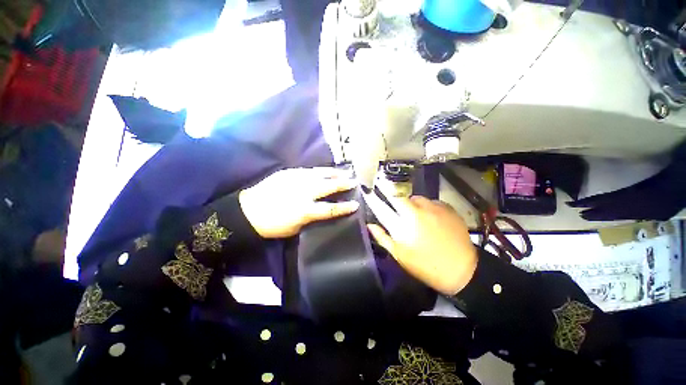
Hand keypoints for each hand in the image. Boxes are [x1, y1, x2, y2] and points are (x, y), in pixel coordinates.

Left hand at [239, 168, 359, 237]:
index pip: (331, 209)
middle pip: (329, 186)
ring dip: (334, 173)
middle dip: (343, 184)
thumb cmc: (273, 225)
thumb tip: (322, 211)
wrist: (248, 211)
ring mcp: (296, 180)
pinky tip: (325, 170)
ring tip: (344, 171)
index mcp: (306, 210)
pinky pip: (308, 170)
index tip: (356, 204)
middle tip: (353, 181)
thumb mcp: (296, 228)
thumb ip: (312, 217)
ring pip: (320, 174)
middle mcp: (304, 192)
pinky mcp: (289, 173)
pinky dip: (319, 171)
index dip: (345, 207)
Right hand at [367, 196, 477, 295]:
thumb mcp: (400, 255)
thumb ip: (382, 238)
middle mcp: (415, 212)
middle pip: (397, 195)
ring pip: (415, 197)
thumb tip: (369, 225)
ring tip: (414, 214)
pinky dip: (426, 206)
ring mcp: (432, 208)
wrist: (462, 269)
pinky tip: (430, 217)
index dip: (372, 197)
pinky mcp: (446, 207)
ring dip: (410, 203)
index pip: (381, 207)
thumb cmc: (425, 266)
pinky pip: (430, 201)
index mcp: (402, 227)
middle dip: (389, 192)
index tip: (367, 190)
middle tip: (390, 197)